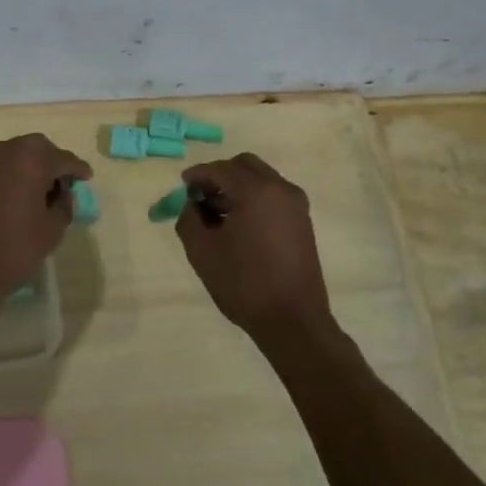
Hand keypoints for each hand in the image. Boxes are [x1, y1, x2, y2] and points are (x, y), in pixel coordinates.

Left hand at [0, 134, 92, 295]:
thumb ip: (64, 205)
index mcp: (31, 159)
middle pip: (38, 149)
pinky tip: (19, 195)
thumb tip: (63, 195)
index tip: (87, 178)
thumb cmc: (15, 247)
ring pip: (16, 154)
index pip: (63, 158)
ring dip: (31, 167)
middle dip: (53, 162)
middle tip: (64, 183)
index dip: (77, 169)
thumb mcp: (52, 229)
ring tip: (42, 191)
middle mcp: (6, 150)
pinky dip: (13, 174)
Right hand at [176, 153, 333, 342]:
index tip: (182, 186)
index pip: (220, 169)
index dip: (197, 175)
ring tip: (217, 214)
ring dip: (237, 187)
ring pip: (261, 179)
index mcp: (255, 191)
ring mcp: (296, 205)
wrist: (293, 320)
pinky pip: (273, 196)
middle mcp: (280, 189)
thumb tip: (192, 205)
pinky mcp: (302, 222)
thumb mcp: (201, 251)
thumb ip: (189, 218)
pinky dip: (253, 199)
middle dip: (219, 175)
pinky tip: (238, 225)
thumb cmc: (243, 283)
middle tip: (200, 196)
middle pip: (244, 165)